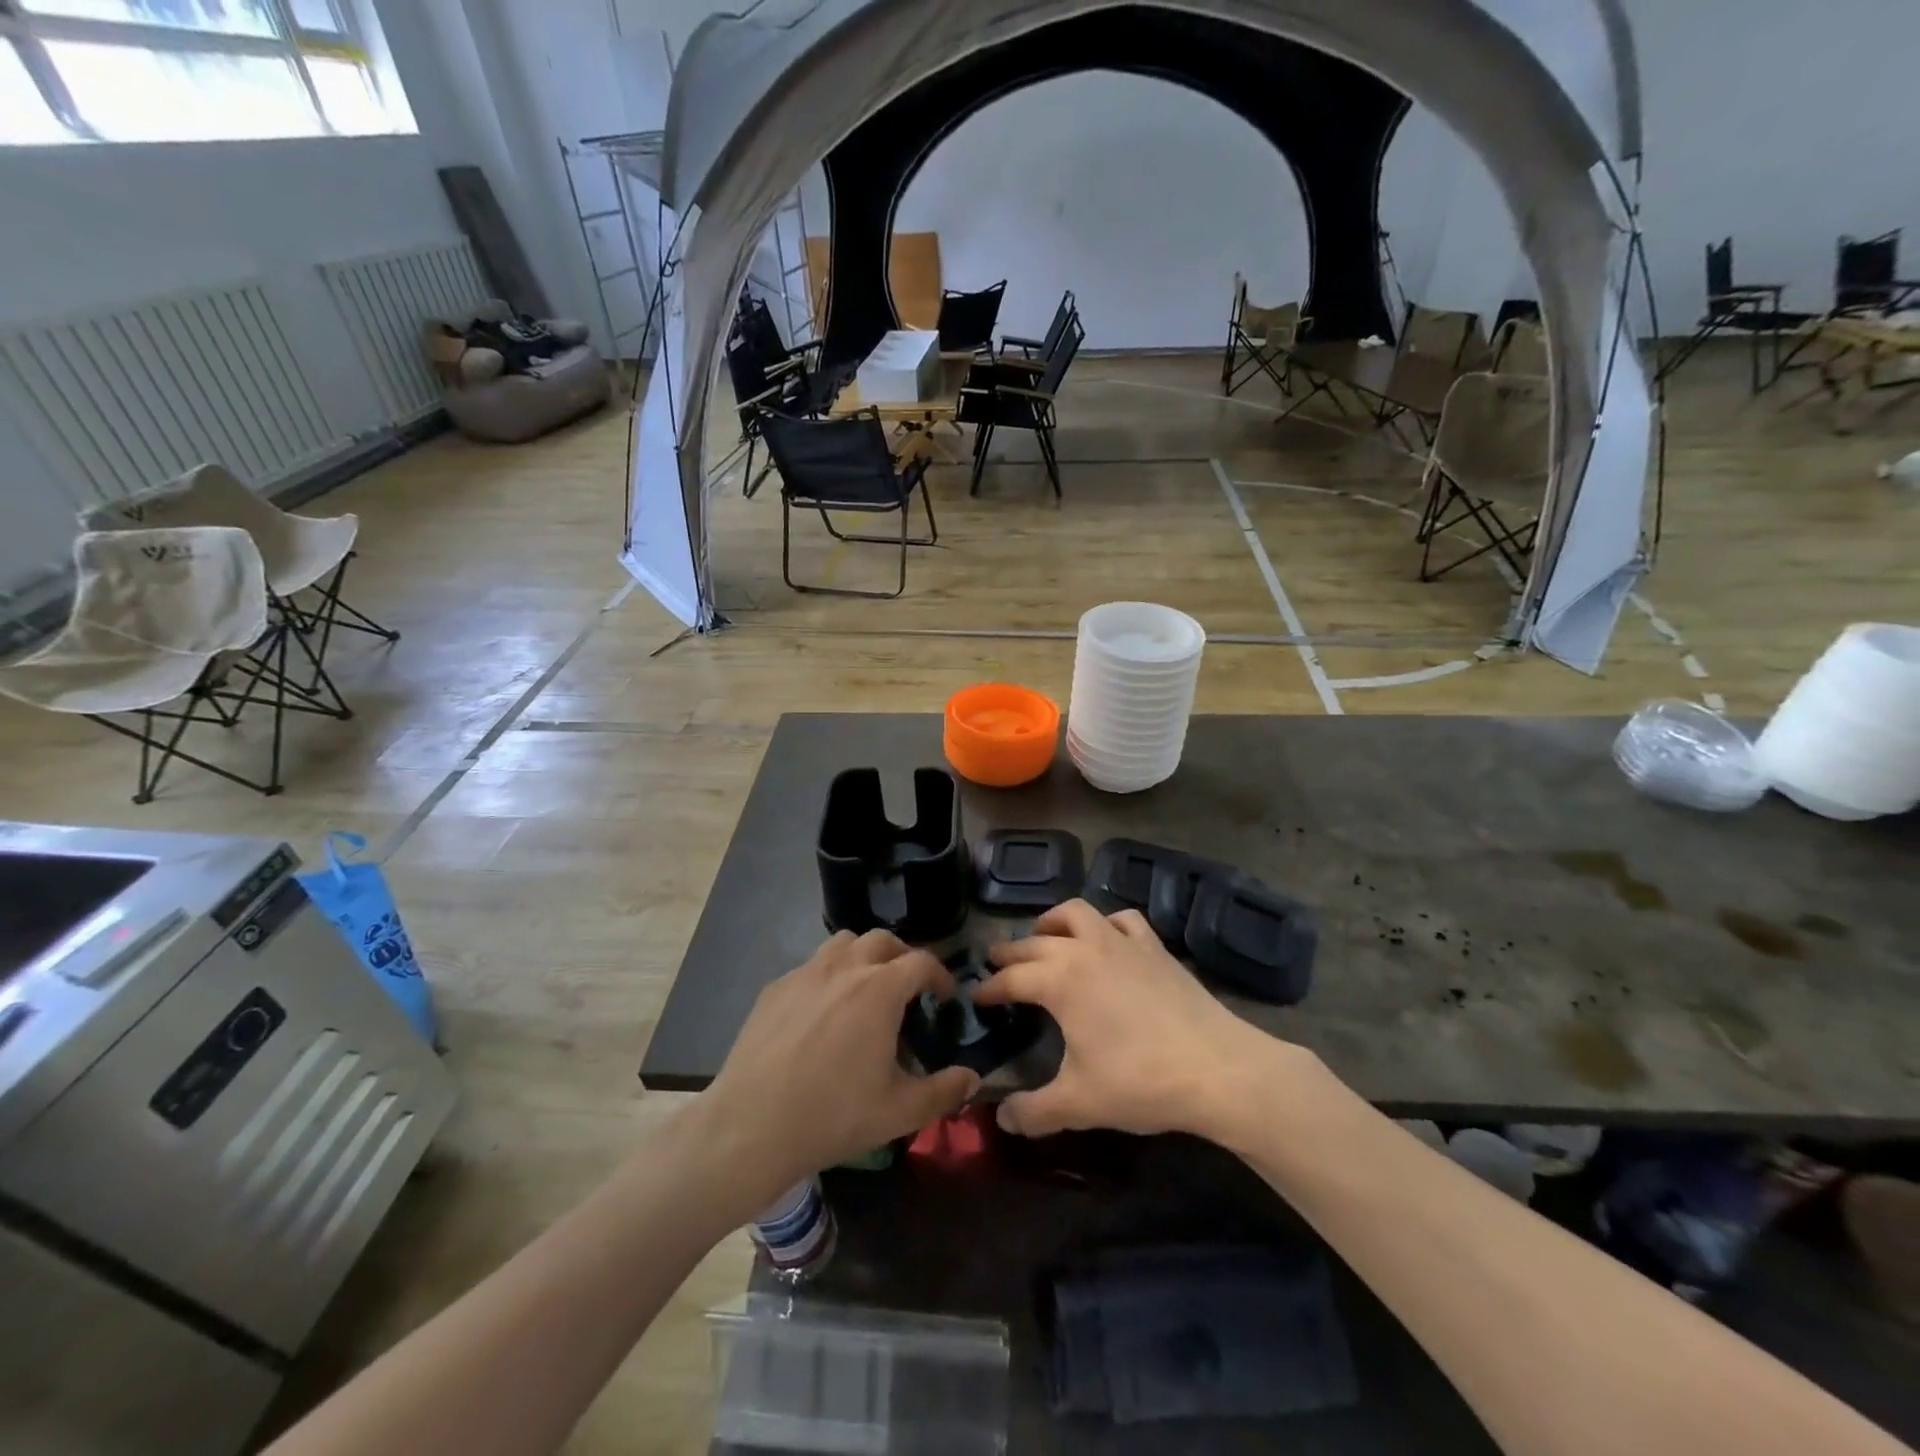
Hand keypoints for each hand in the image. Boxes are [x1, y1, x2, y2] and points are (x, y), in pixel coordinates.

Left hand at [701, 930, 978, 1197]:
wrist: (750, 1127)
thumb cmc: (833, 1115)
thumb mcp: (898, 1112)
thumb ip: (943, 1091)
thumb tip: (973, 1077)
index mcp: (880, 989)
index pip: (921, 961)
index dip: (940, 975)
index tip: (944, 996)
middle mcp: (844, 968)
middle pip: (883, 940)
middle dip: (903, 956)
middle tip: (909, 987)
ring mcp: (805, 974)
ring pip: (843, 943)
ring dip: (863, 956)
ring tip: (866, 988)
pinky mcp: (774, 988)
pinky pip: (810, 967)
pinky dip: (828, 976)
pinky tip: (822, 1012)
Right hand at [974, 899, 1299, 1139]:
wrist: (1218, 1069)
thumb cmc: (1141, 1082)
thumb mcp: (1079, 1104)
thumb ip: (1033, 1111)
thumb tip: (1001, 1118)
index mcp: (1059, 981)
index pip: (1011, 978)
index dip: (989, 988)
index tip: (976, 997)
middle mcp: (1084, 949)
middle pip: (1035, 942)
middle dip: (1010, 952)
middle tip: (996, 964)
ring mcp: (1122, 942)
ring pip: (1076, 913)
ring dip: (1052, 923)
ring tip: (1043, 938)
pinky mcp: (1154, 947)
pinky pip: (1122, 919)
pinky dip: (1105, 924)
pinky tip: (1106, 939)